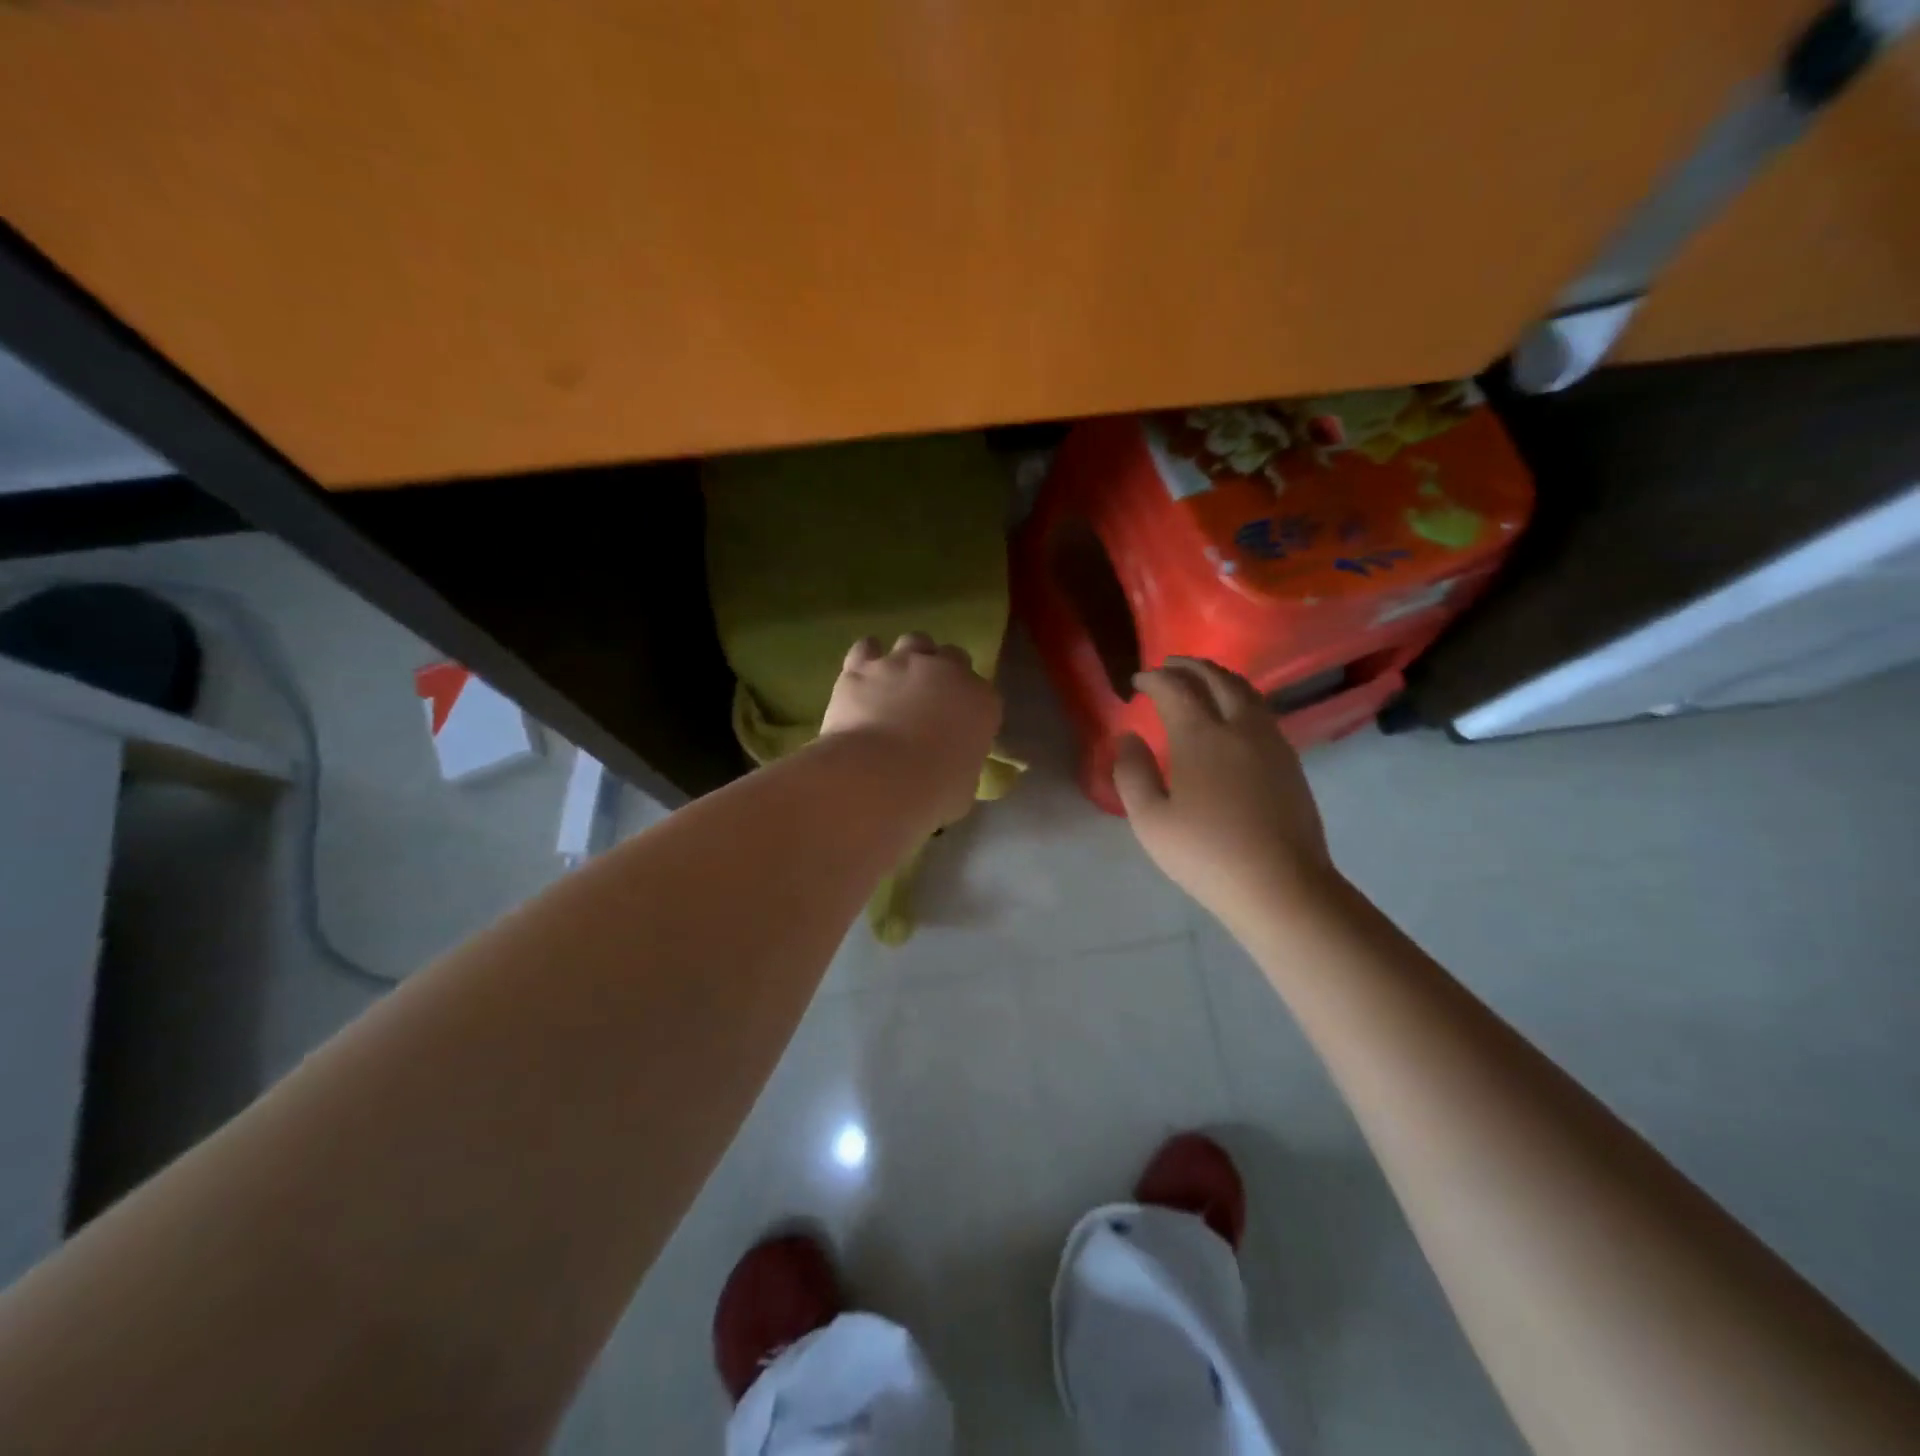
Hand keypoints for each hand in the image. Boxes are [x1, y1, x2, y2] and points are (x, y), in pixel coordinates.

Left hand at [820, 632, 1003, 824]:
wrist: (878, 778)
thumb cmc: (932, 793)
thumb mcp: (963, 787)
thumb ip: (961, 764)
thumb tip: (949, 766)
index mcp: (981, 702)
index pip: (984, 695)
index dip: (970, 708)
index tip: (959, 727)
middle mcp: (947, 672)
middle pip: (953, 657)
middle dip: (944, 674)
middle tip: (929, 700)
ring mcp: (903, 663)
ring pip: (914, 641)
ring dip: (909, 658)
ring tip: (896, 682)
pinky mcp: (863, 666)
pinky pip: (867, 648)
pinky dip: (867, 658)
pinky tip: (862, 676)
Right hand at [1114, 657, 1333, 924]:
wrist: (1281, 885)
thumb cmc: (1206, 854)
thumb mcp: (1150, 820)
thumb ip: (1132, 773)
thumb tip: (1129, 738)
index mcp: (1201, 736)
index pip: (1175, 689)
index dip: (1154, 679)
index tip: (1138, 681)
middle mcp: (1239, 726)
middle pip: (1216, 678)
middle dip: (1189, 666)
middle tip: (1168, 666)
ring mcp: (1271, 742)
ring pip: (1246, 691)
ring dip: (1219, 677)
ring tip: (1201, 681)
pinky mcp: (1290, 760)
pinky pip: (1262, 711)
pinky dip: (1240, 698)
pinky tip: (1232, 716)